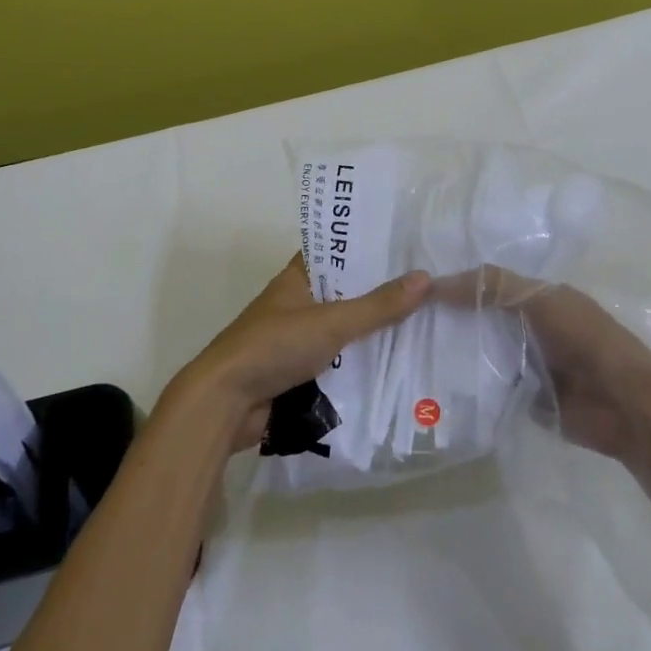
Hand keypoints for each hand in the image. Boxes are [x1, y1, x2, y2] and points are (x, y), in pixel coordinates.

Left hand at [170, 255, 431, 451]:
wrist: (224, 404)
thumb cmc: (274, 347)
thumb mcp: (331, 322)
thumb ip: (378, 305)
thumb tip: (425, 278)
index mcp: (297, 278)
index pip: (337, 252)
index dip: (367, 248)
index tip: (405, 246)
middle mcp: (296, 303)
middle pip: (345, 292)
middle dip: (379, 293)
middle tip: (426, 287)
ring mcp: (296, 339)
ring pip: (343, 329)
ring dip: (371, 331)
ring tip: (421, 322)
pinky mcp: (298, 372)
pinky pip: (337, 361)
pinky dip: (359, 363)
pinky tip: (394, 363)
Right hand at [437, 265, 650, 555]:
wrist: (626, 406)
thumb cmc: (586, 340)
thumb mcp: (541, 300)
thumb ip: (494, 287)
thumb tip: (436, 282)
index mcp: (539, 297)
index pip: (487, 284)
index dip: (456, 284)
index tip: (415, 290)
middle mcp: (529, 326)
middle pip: (480, 317)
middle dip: (448, 319)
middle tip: (401, 323)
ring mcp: (525, 363)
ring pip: (480, 351)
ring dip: (454, 352)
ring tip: (408, 352)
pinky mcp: (523, 398)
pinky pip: (488, 385)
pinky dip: (466, 384)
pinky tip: (432, 384)